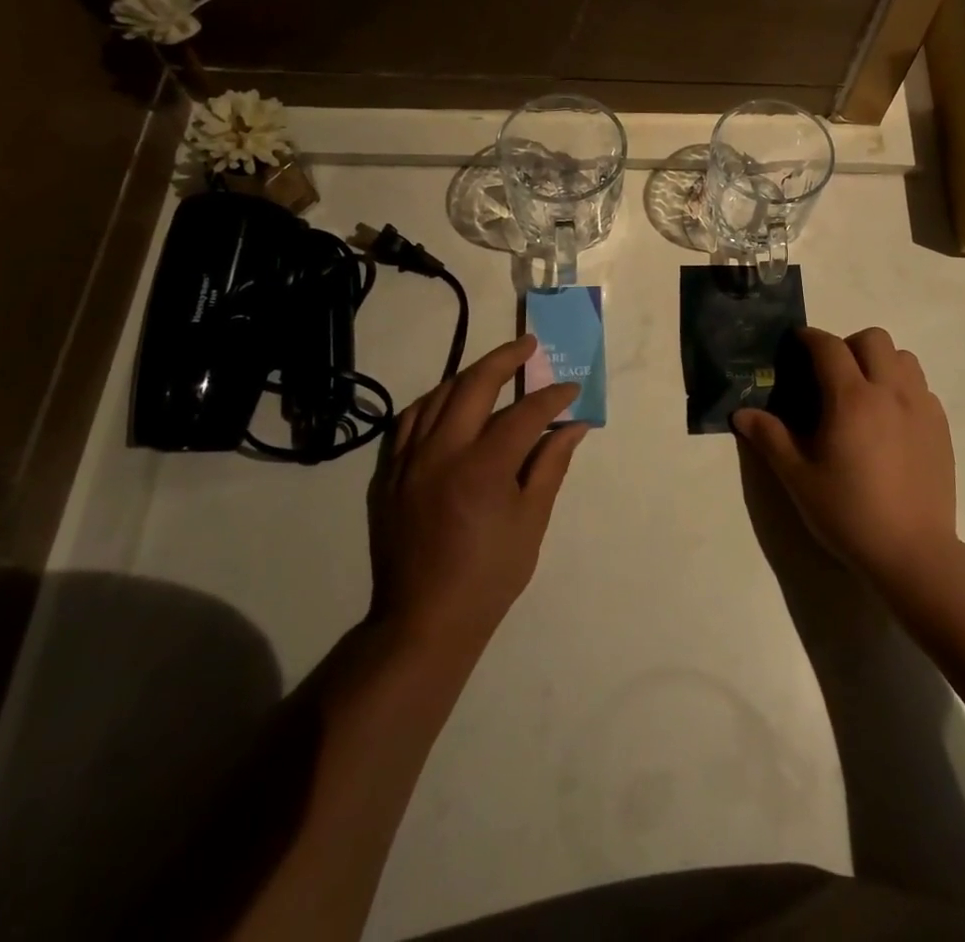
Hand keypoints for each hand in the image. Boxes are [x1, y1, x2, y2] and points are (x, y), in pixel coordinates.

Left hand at [369, 335, 587, 654]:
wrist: (425, 619)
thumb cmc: (489, 574)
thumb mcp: (531, 520)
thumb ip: (551, 465)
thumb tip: (574, 426)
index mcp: (483, 468)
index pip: (525, 413)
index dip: (552, 397)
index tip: (571, 388)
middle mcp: (442, 453)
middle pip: (474, 385)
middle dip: (505, 358)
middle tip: (528, 345)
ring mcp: (409, 461)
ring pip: (438, 396)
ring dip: (469, 375)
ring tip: (493, 367)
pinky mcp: (390, 474)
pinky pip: (409, 421)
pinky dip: (434, 401)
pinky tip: (449, 401)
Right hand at [732, 327, 956, 586]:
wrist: (913, 553)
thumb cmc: (849, 514)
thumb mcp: (798, 478)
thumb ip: (770, 438)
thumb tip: (742, 413)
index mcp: (852, 399)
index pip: (829, 346)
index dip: (809, 338)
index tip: (796, 343)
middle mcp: (890, 391)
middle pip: (874, 339)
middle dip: (848, 345)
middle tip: (830, 375)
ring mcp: (921, 407)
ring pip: (904, 358)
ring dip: (880, 362)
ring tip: (863, 393)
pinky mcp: (941, 427)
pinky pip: (921, 387)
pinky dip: (902, 388)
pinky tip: (889, 421)